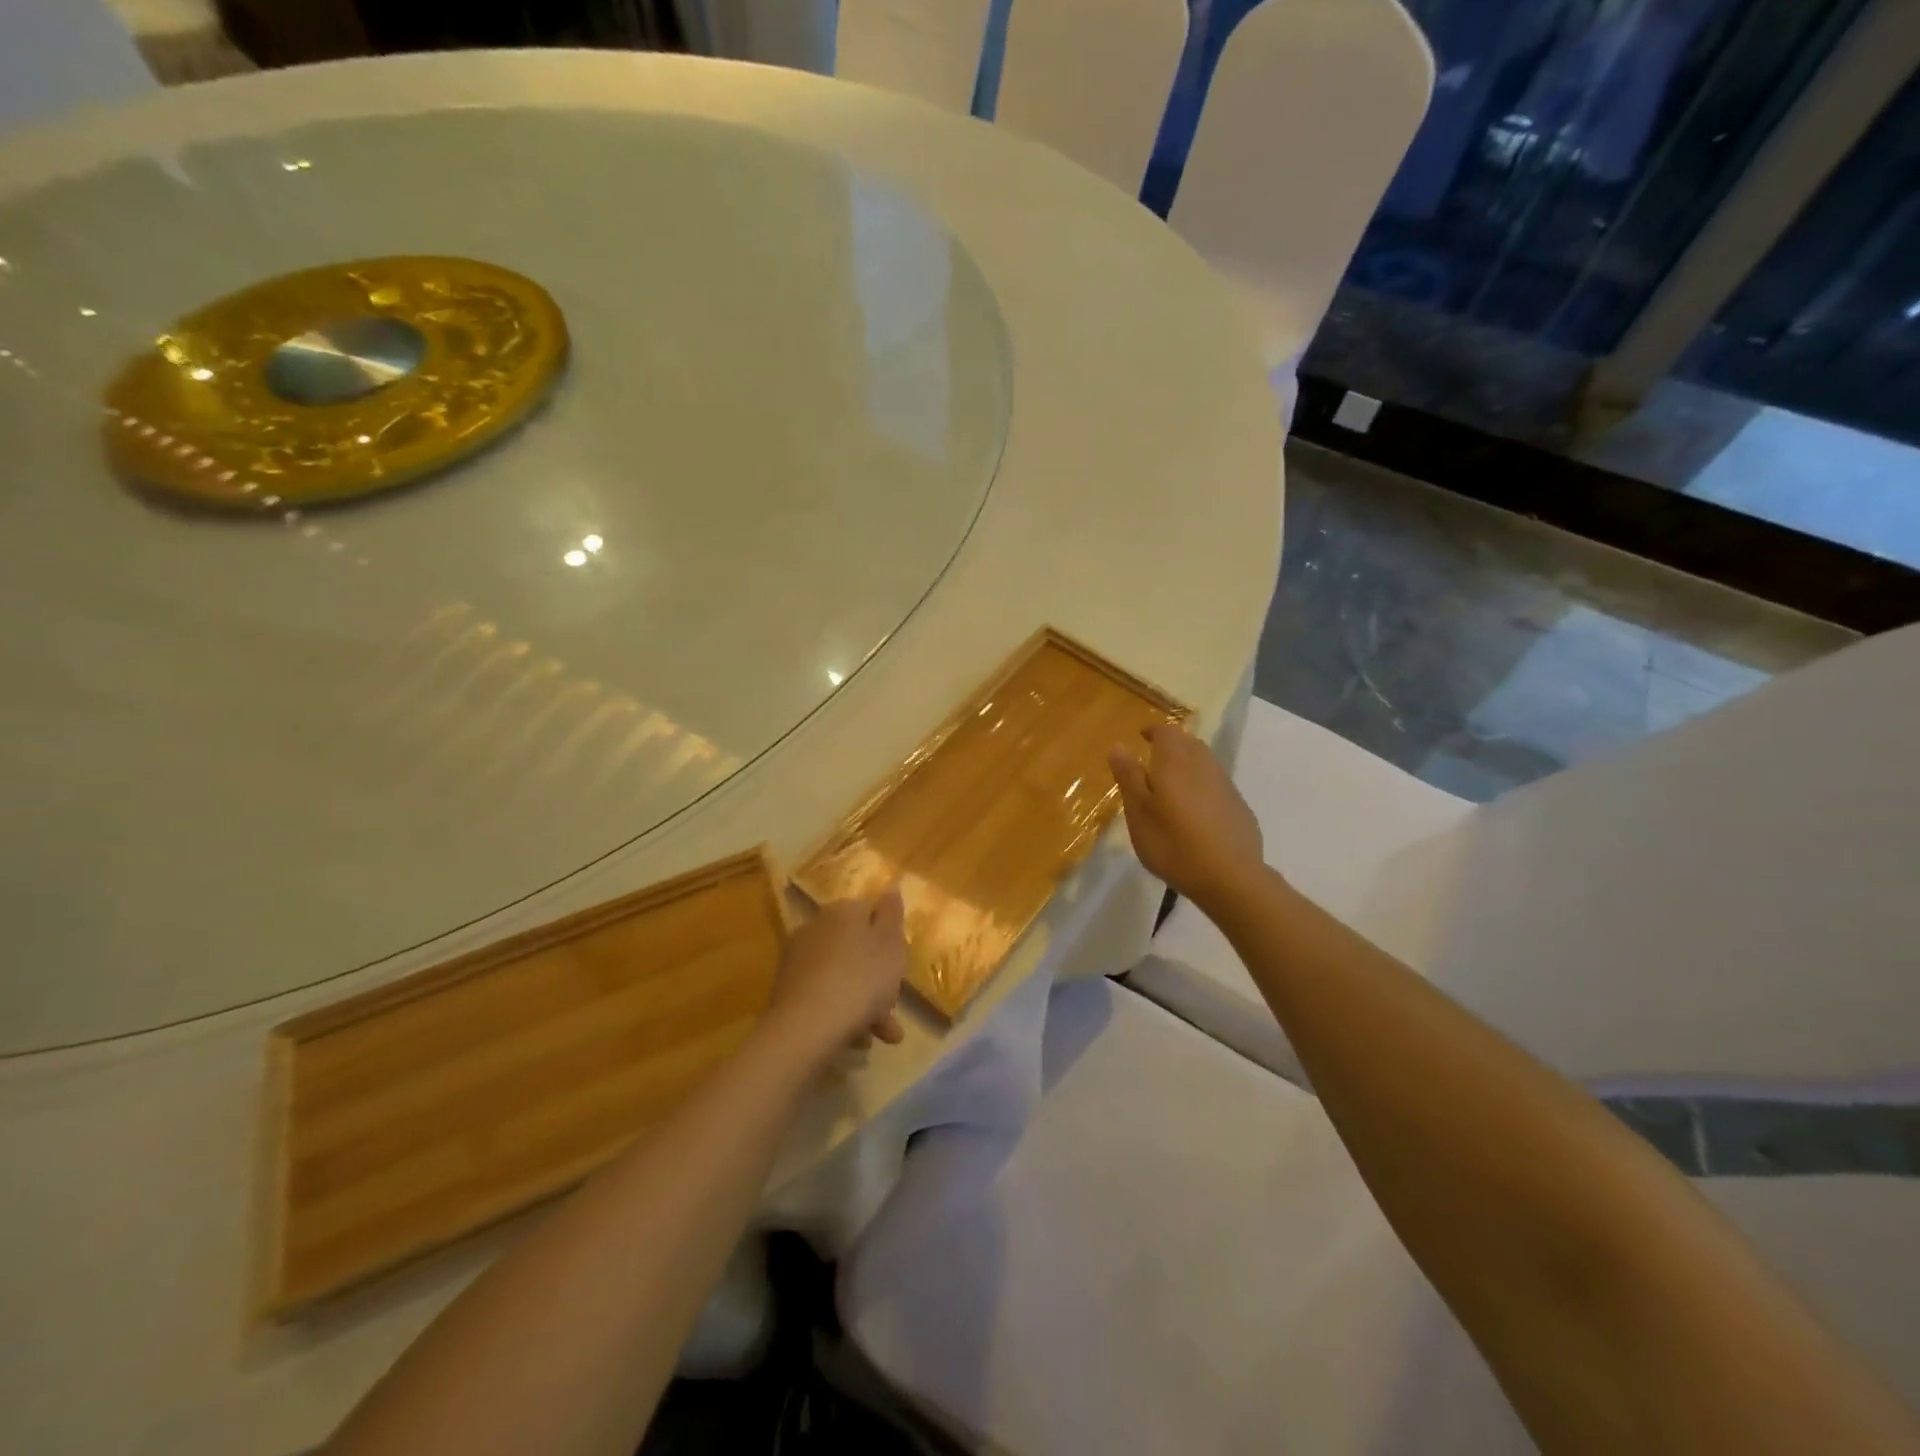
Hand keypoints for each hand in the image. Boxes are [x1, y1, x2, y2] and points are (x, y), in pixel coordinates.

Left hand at [764, 890, 908, 1059]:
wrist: (807, 1026)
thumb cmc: (861, 979)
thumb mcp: (890, 944)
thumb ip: (892, 914)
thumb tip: (890, 889)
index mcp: (843, 910)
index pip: (872, 912)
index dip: (890, 939)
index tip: (901, 966)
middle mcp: (817, 926)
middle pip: (857, 947)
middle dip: (878, 978)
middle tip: (893, 1008)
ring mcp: (798, 958)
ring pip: (843, 974)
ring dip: (865, 1001)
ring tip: (880, 1035)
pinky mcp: (787, 988)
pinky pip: (825, 993)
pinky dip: (842, 1010)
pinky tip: (856, 1039)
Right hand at [1109, 721, 1264, 913]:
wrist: (1230, 877)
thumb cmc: (1173, 844)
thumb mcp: (1139, 812)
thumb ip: (1129, 777)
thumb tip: (1118, 745)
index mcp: (1175, 762)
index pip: (1166, 731)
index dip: (1153, 730)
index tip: (1141, 736)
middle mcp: (1203, 765)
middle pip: (1188, 742)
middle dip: (1171, 744)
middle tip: (1154, 758)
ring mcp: (1225, 785)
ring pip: (1205, 762)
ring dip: (1188, 763)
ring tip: (1172, 783)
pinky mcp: (1239, 807)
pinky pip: (1217, 784)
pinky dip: (1202, 785)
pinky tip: (1196, 809)